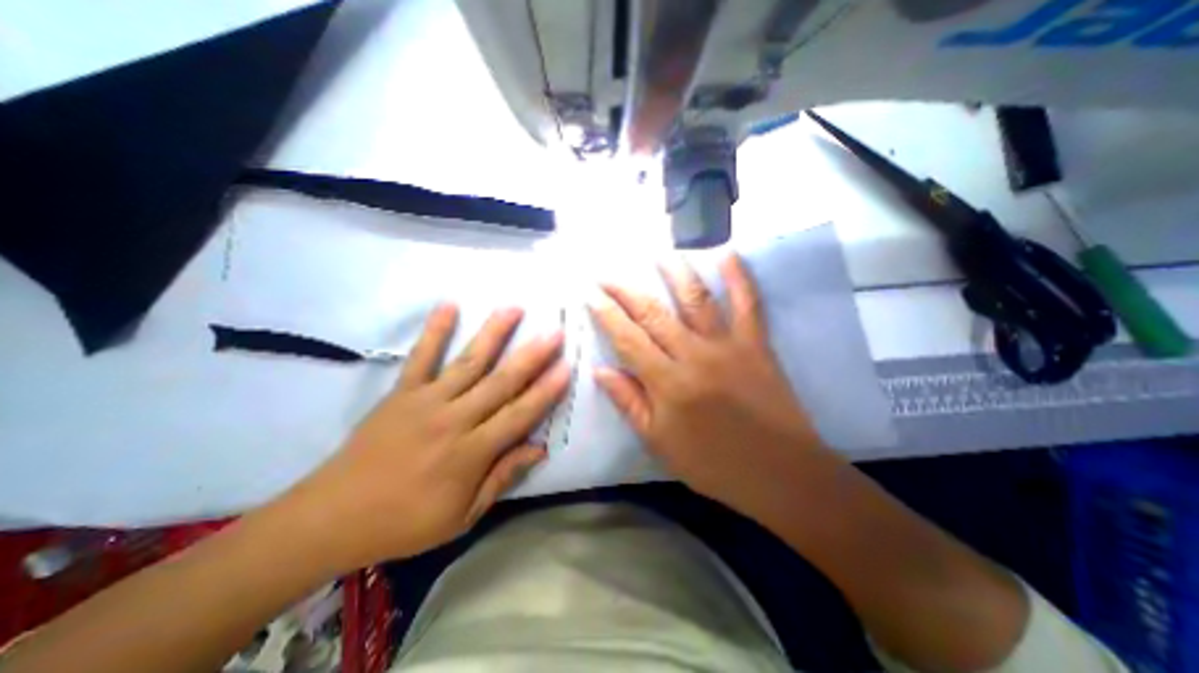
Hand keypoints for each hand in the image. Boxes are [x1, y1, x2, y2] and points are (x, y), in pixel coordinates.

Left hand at [279, 303, 567, 569]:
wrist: (331, 518)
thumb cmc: (406, 522)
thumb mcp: (463, 514)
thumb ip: (503, 477)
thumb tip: (540, 449)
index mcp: (471, 453)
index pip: (519, 415)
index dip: (545, 391)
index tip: (566, 367)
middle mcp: (454, 419)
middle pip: (501, 382)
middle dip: (532, 356)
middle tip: (555, 332)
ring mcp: (426, 401)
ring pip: (468, 362)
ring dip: (494, 333)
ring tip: (514, 308)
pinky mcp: (401, 392)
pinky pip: (421, 357)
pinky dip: (435, 331)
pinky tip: (449, 306)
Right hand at [589, 255, 836, 516]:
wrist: (779, 472)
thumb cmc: (713, 464)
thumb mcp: (659, 442)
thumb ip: (629, 403)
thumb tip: (600, 370)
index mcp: (667, 383)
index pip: (628, 339)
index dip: (606, 315)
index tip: (590, 296)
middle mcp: (694, 355)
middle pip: (653, 313)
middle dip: (626, 291)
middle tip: (606, 274)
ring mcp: (727, 345)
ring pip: (696, 299)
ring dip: (674, 273)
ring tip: (658, 255)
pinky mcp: (756, 344)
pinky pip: (748, 304)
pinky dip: (739, 277)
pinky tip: (728, 254)